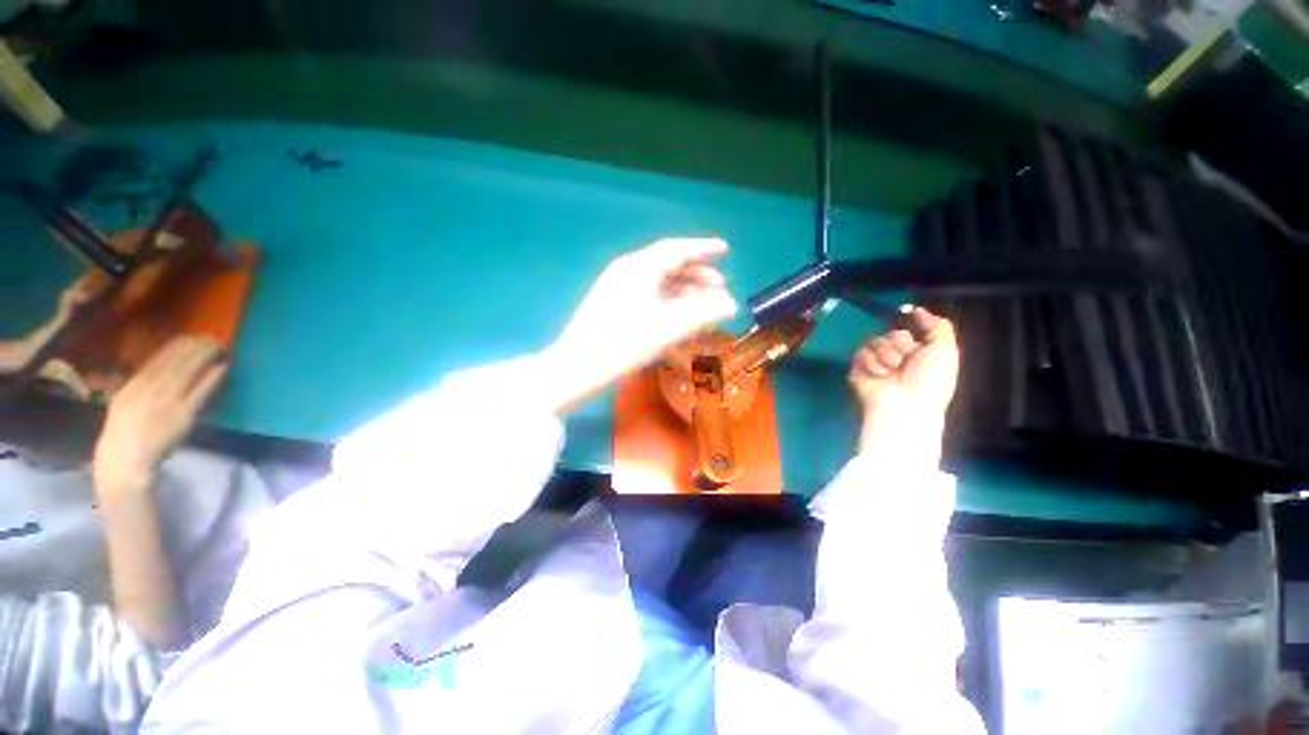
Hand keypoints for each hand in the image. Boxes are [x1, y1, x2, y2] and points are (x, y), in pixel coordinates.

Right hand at [93, 335, 228, 500]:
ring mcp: (167, 402)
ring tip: (219, 346)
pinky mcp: (183, 415)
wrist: (125, 462)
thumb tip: (154, 369)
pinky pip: (201, 392)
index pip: (156, 360)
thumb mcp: (123, 403)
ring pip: (189, 372)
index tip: (189, 335)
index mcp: (131, 386)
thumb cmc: (122, 434)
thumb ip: (137, 386)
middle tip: (211, 335)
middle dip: (194, 347)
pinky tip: (223, 367)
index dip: (175, 346)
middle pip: (175, 362)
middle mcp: (149, 390)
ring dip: (205, 357)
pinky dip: (212, 378)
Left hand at [541, 238, 737, 414]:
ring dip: (684, 293)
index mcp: (638, 268)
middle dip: (697, 276)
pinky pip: (648, 298)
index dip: (703, 248)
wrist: (575, 370)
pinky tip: (679, 320)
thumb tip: (730, 304)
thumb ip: (701, 314)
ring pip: (659, 284)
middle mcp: (627, 272)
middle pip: (669, 266)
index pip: (676, 249)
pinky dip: (668, 305)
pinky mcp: (614, 307)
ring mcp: (618, 289)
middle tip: (720, 288)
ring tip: (705, 308)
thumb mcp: (666, 330)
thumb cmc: (621, 347)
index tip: (725, 249)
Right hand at [849, 307, 958, 454]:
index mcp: (920, 353)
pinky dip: (871, 363)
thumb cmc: (930, 380)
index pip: (912, 329)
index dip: (912, 322)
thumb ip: (938, 326)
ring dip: (886, 355)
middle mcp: (899, 356)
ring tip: (891, 371)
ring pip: (876, 341)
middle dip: (900, 344)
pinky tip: (879, 375)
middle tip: (905, 361)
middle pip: (894, 333)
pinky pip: (861, 353)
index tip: (907, 312)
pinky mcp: (859, 368)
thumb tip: (916, 309)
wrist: (904, 404)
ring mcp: (877, 362)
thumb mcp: (946, 350)